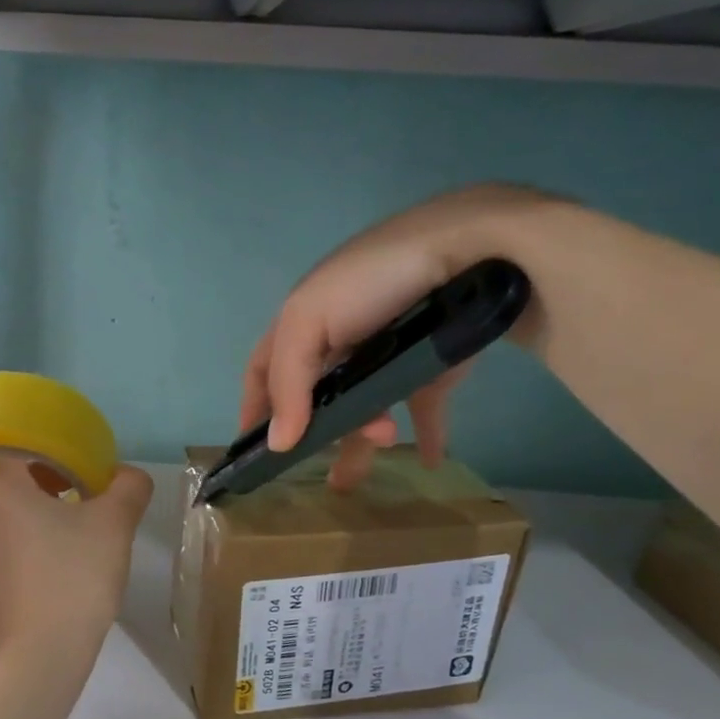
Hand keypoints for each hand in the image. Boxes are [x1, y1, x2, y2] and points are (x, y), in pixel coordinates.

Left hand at [0, 456, 154, 684]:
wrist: (42, 656)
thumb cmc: (74, 577)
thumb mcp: (115, 525)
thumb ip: (128, 487)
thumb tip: (126, 475)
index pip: (15, 447)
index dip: (47, 455)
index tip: (77, 474)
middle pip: (1, 482)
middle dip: (35, 486)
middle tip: (74, 503)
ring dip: (13, 521)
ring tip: (48, 540)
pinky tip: (1, 570)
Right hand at [240, 184, 552, 490]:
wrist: (469, 248)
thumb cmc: (372, 280)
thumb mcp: (309, 320)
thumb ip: (289, 382)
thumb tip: (277, 443)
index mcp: (301, 324)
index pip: (265, 372)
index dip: (255, 409)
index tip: (250, 453)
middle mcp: (338, 341)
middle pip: (316, 399)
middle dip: (314, 435)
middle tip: (321, 471)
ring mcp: (385, 354)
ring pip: (364, 408)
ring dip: (364, 437)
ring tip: (380, 451)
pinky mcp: (430, 366)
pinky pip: (420, 408)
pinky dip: (422, 434)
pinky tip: (426, 459)